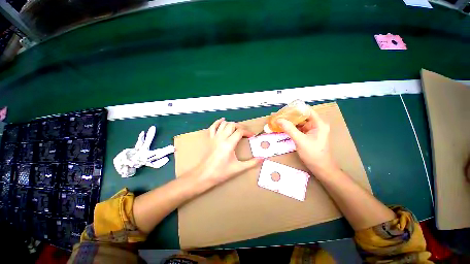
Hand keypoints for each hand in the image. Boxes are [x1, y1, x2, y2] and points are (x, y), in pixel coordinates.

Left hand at [194, 118, 262, 185]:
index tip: (252, 136)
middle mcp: (222, 137)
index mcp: (229, 144)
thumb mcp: (238, 168)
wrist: (204, 175)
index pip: (240, 131)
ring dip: (232, 124)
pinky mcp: (210, 139)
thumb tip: (262, 158)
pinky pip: (213, 126)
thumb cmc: (221, 172)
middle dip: (241, 127)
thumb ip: (251, 163)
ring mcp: (215, 137)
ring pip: (224, 124)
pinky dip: (218, 122)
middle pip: (232, 125)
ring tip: (237, 130)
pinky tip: (223, 120)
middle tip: (246, 134)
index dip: (248, 132)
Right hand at [277, 109, 337, 174]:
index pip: (306, 111)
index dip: (295, 109)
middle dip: (290, 116)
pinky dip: (291, 128)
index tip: (283, 110)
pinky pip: (298, 128)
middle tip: (278, 115)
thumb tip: (278, 120)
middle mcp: (316, 124)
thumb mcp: (300, 140)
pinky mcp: (308, 135)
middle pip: (302, 116)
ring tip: (279, 120)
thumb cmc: (313, 154)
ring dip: (289, 122)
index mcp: (319, 123)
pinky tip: (283, 127)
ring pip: (299, 122)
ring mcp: (312, 130)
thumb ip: (289, 129)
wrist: (320, 168)